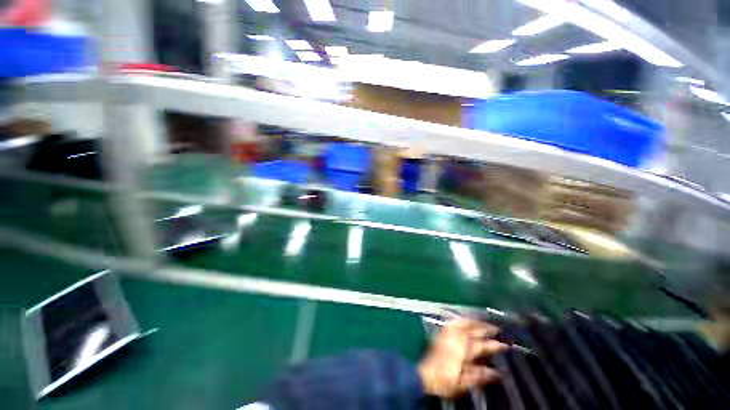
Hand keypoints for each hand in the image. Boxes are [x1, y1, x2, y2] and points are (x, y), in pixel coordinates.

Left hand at [418, 318, 505, 397]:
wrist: (425, 375)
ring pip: (463, 323)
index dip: (494, 345)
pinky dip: (461, 320)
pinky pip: (453, 323)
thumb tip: (496, 372)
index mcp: (464, 351)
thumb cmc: (446, 380)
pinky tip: (464, 320)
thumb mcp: (465, 382)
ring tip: (482, 321)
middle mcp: (457, 339)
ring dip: (474, 321)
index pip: (483, 346)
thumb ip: (480, 376)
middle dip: (485, 328)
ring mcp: (448, 335)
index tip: (504, 344)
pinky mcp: (442, 334)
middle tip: (495, 328)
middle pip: (473, 330)